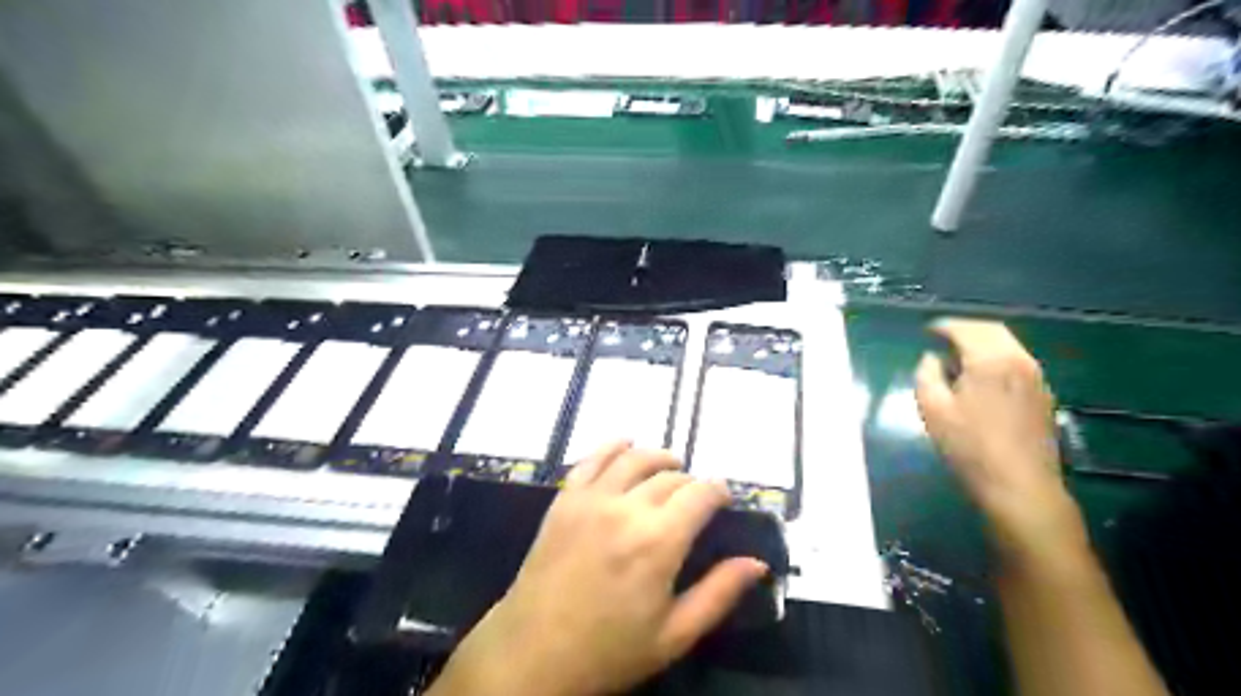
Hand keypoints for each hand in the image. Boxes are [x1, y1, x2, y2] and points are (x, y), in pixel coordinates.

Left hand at [433, 446, 773, 694]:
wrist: (532, 654)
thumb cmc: (608, 651)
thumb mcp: (674, 635)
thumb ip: (719, 594)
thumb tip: (757, 564)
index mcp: (659, 542)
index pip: (700, 494)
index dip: (719, 490)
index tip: (724, 498)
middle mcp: (626, 508)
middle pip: (670, 476)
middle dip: (690, 482)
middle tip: (695, 499)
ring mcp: (591, 498)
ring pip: (635, 458)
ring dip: (658, 457)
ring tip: (669, 466)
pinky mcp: (565, 499)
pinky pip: (592, 458)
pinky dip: (613, 446)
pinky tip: (625, 445)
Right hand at [915, 322, 1083, 560]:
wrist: (1020, 485)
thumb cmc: (969, 446)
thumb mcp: (933, 409)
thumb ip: (927, 375)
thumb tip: (931, 359)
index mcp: (990, 360)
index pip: (966, 328)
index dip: (944, 326)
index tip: (927, 330)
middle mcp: (1018, 360)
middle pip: (992, 330)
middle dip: (966, 329)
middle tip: (943, 338)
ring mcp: (1036, 377)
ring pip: (1008, 345)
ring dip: (983, 343)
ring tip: (959, 357)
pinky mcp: (1043, 395)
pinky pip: (1018, 361)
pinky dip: (997, 357)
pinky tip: (983, 377)